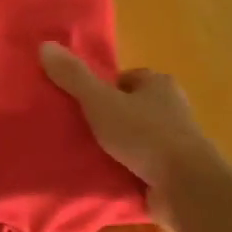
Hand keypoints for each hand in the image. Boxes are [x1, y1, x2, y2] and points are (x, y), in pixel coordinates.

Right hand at [40, 43, 219, 227]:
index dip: (103, 89)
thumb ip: (74, 77)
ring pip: (138, 137)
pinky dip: (128, 169)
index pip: (126, 79)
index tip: (82, 105)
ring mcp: (176, 142)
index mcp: (159, 84)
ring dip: (119, 146)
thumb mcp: (101, 102)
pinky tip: (107, 177)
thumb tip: (45, 45)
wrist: (186, 186)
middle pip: (132, 107)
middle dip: (110, 118)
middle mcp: (172, 108)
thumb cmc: (145, 135)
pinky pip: (144, 164)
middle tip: (80, 131)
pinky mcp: (176, 171)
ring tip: (88, 155)